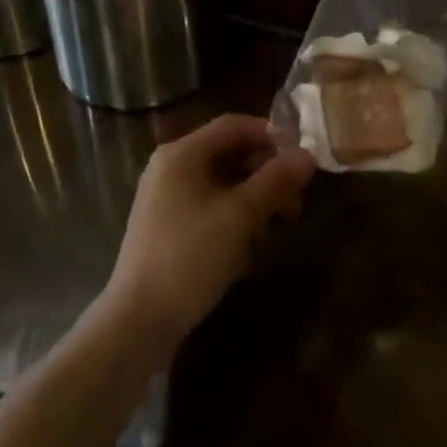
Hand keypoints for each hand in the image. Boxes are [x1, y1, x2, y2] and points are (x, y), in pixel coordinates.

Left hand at [104, 115, 314, 356]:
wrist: (138, 321)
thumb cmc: (189, 256)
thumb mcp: (239, 216)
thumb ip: (274, 181)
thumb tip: (307, 155)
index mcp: (181, 154)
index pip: (233, 126)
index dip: (271, 134)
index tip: (303, 155)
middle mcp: (171, 169)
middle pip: (228, 155)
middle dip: (266, 173)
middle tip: (297, 198)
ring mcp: (167, 201)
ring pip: (222, 186)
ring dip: (254, 200)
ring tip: (280, 224)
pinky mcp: (169, 230)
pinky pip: (210, 211)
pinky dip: (234, 221)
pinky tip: (251, 250)